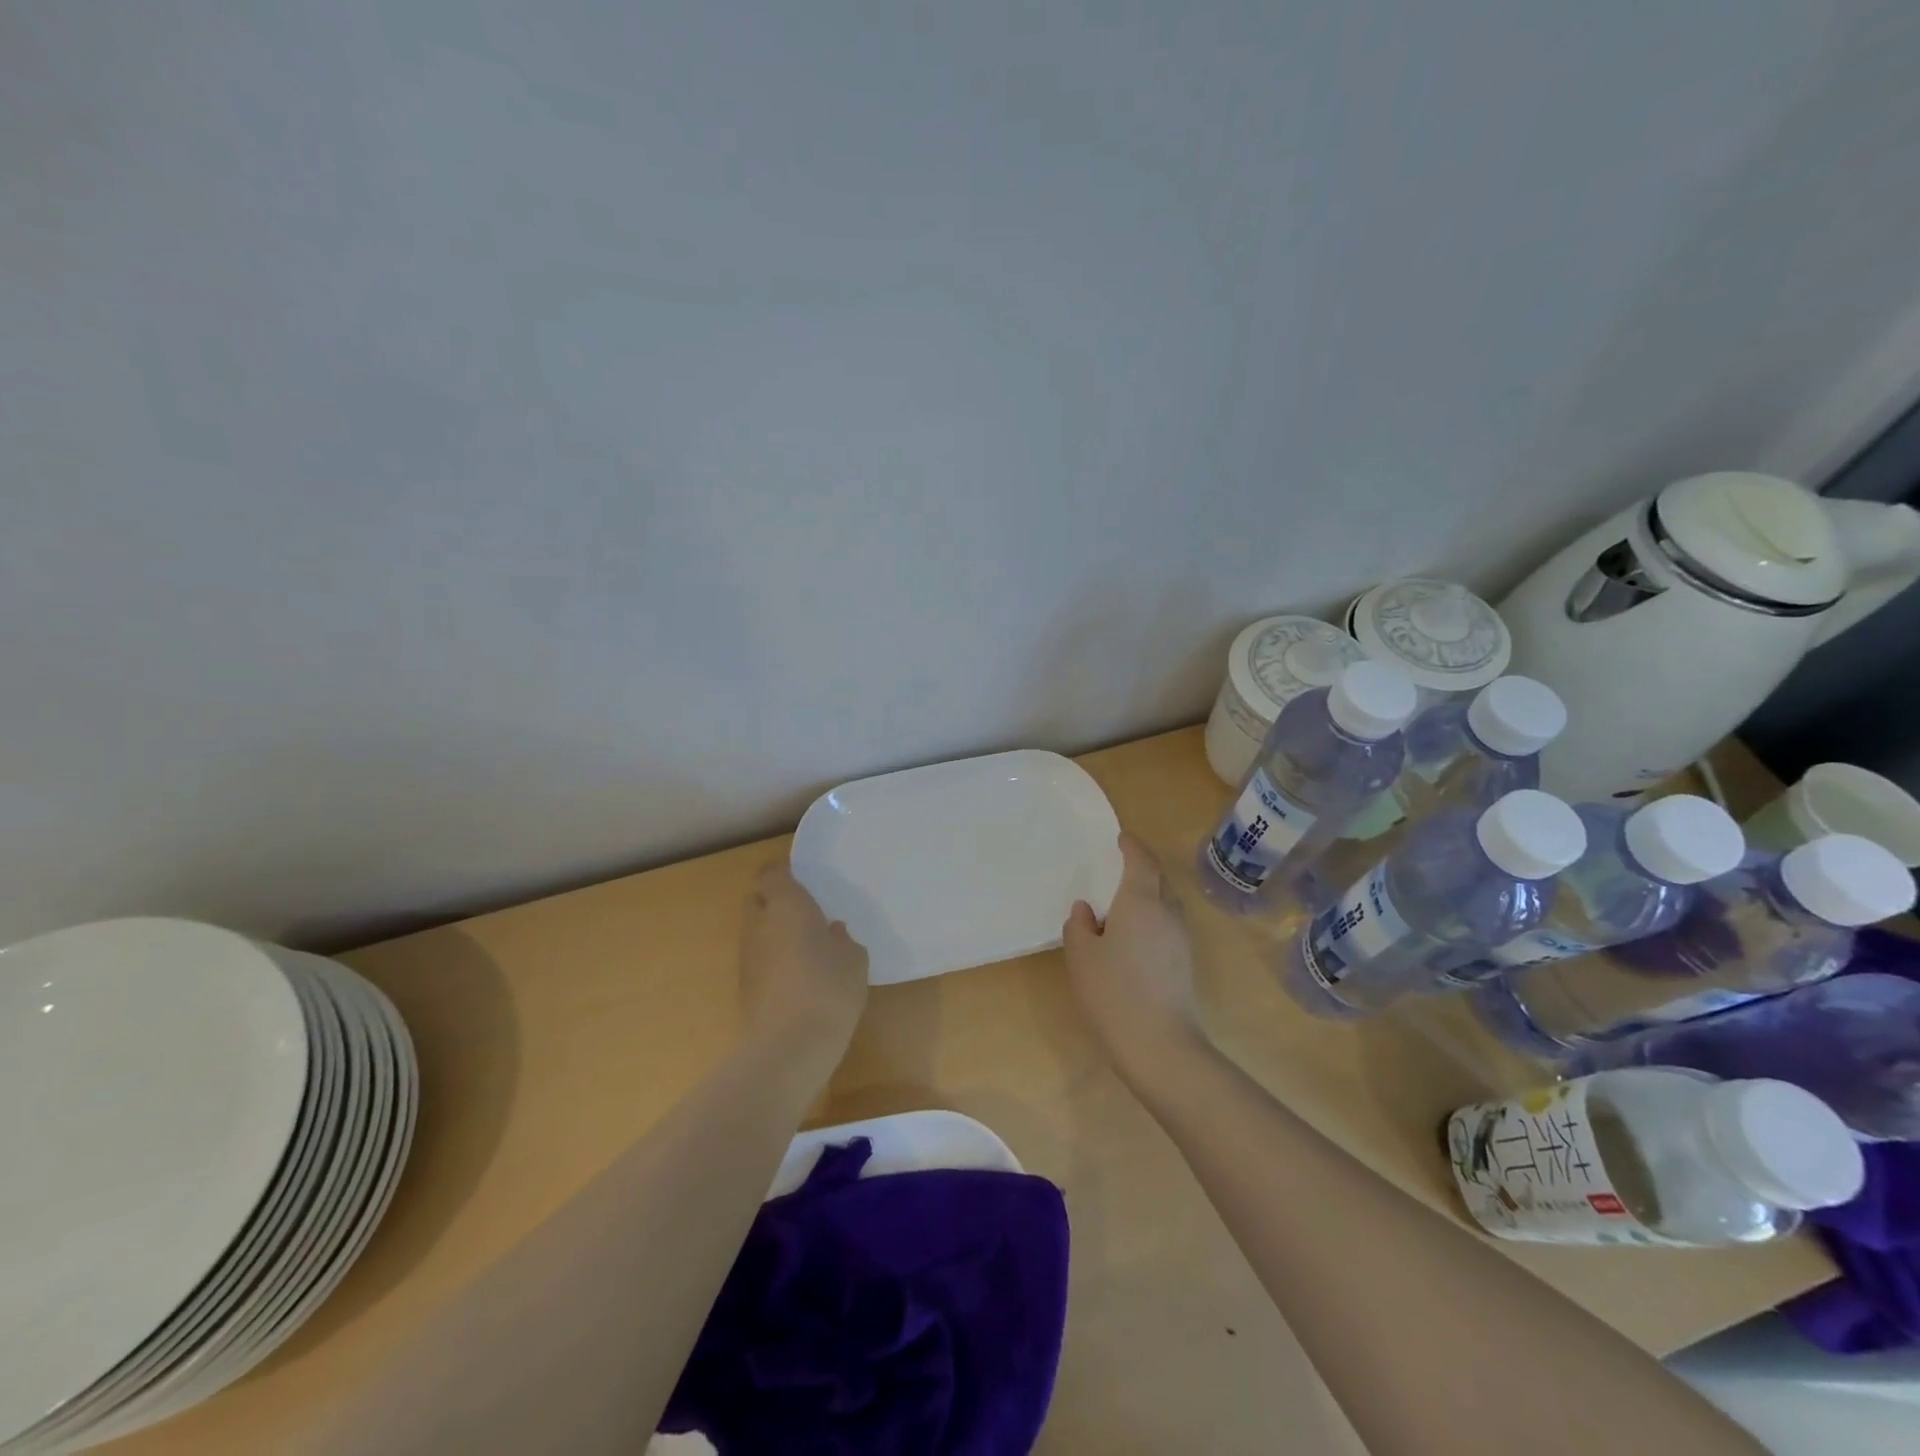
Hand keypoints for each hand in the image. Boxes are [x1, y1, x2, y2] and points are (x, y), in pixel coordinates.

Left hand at [739, 861, 868, 1066]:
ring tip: (806, 948)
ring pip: (756, 931)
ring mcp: (747, 958)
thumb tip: (831, 932)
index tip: (804, 879)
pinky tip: (798, 978)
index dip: (784, 872)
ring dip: (774, 933)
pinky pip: (758, 960)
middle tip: (806, 913)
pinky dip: (773, 961)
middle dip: (775, 901)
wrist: (788, 1049)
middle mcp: (759, 924)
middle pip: (757, 900)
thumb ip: (843, 940)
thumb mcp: (854, 960)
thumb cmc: (828, 989)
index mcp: (786, 905)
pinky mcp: (744, 988)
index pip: (772, 873)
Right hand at [1062, 833, 1210, 1085]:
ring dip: (1149, 893)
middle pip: (1158, 879)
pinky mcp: (1185, 962)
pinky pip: (1168, 923)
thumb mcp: (1081, 957)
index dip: (1131, 846)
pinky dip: (1153, 916)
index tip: (1121, 838)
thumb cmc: (1113, 992)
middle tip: (1119, 866)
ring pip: (1166, 902)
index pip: (1141, 861)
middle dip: (1142, 867)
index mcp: (1140, 902)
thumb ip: (1079, 926)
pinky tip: (1134, 934)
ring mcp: (1181, 938)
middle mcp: (1167, 912)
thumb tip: (1086, 910)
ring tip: (1124, 900)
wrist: (1160, 1044)